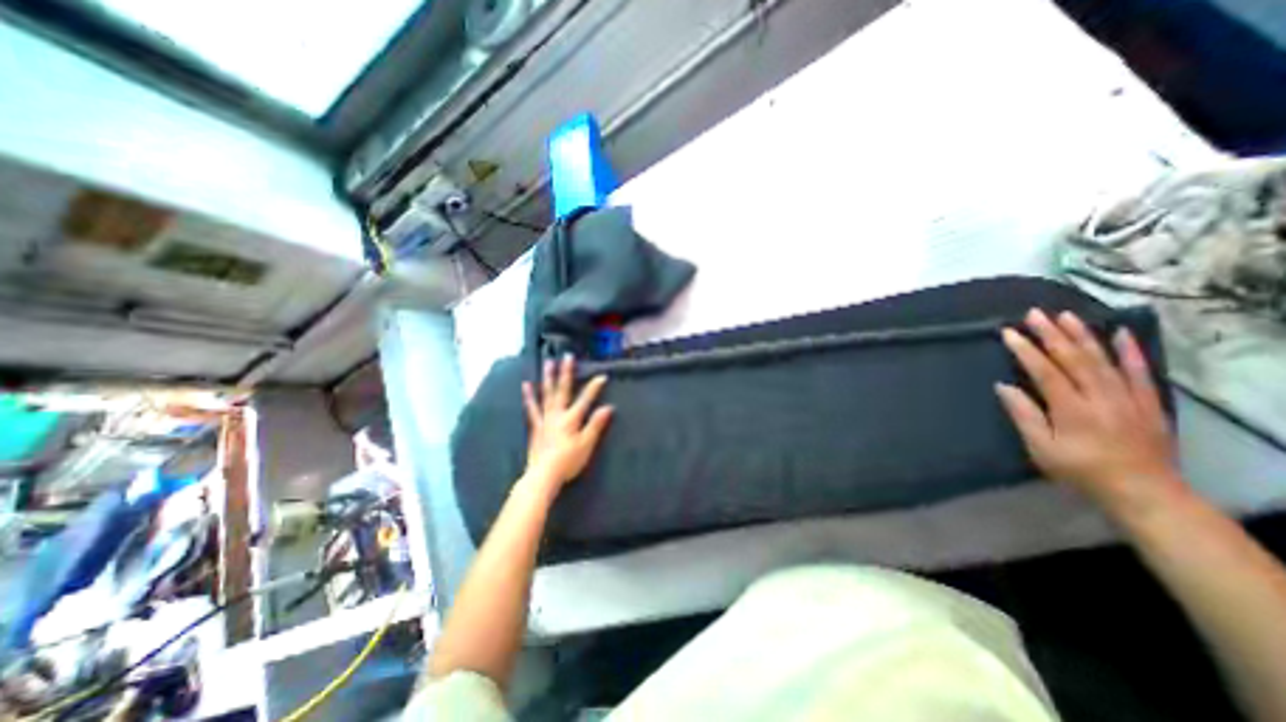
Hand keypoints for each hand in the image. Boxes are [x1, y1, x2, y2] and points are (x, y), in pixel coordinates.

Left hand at [521, 355, 618, 490]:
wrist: (543, 475)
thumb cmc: (568, 461)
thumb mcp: (586, 444)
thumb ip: (596, 425)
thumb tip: (608, 408)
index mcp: (571, 419)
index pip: (586, 399)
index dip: (594, 387)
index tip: (602, 375)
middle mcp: (557, 414)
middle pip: (563, 390)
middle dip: (566, 372)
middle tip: (567, 356)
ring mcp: (544, 419)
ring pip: (547, 394)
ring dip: (548, 377)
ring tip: (548, 362)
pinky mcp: (536, 426)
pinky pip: (532, 408)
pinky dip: (529, 396)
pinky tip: (526, 385)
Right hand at [997, 308, 1190, 515]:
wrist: (1145, 491)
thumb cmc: (1081, 470)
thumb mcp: (1042, 448)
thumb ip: (1024, 415)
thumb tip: (1004, 386)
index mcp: (1072, 408)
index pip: (1045, 371)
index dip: (1026, 350)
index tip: (1009, 333)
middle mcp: (1101, 396)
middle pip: (1074, 358)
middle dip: (1052, 334)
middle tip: (1034, 314)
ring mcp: (1128, 397)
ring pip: (1103, 359)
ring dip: (1083, 335)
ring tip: (1066, 316)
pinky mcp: (1146, 401)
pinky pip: (1138, 371)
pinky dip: (1129, 351)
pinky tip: (1119, 333)